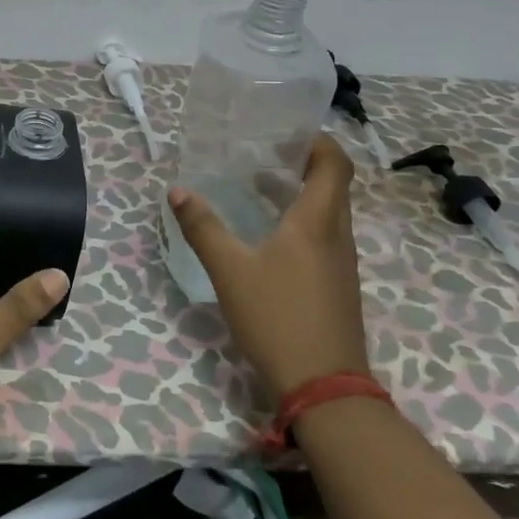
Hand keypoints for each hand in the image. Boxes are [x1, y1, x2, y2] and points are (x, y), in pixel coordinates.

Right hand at [167, 134, 369, 395]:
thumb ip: (203, 227)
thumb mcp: (229, 270)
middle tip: (260, 155)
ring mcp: (341, 263)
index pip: (334, 163)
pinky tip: (267, 237)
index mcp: (317, 222)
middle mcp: (337, 235)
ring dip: (298, 194)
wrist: (324, 387)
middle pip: (332, 185)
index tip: (285, 132)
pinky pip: (323, 237)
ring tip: (257, 187)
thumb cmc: (277, 318)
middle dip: (300, 163)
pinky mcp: (336, 286)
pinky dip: (299, 222)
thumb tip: (177, 191)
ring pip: (327, 213)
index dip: (316, 141)